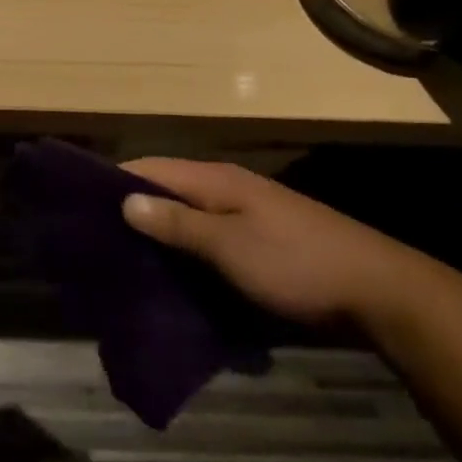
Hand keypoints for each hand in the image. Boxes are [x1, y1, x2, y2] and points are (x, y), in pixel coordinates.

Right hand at [119, 158, 448, 326]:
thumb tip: (124, 199)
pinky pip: (206, 238)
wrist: (383, 294)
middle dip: (130, 211)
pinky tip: (169, 274)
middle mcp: (227, 189)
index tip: (78, 206)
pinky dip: (183, 250)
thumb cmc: (298, 264)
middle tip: (94, 241)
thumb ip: (177, 222)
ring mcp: (245, 215)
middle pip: (165, 191)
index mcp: (216, 180)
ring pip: (185, 217)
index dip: (113, 181)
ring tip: (121, 260)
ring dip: (157, 233)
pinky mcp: (259, 241)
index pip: (149, 167)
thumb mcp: (230, 245)